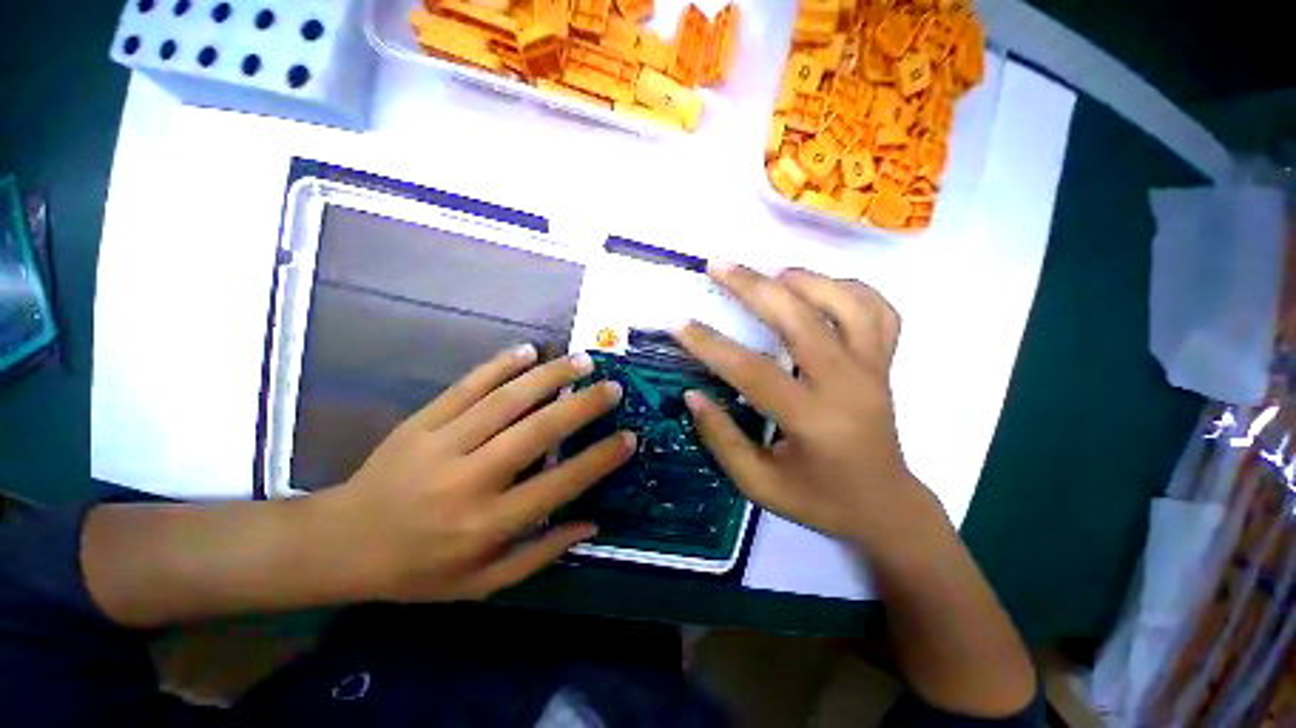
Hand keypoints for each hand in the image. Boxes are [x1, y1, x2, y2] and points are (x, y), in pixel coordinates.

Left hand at [330, 345, 634, 601]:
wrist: (340, 543)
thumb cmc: (418, 570)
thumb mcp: (482, 583)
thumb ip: (539, 554)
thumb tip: (591, 523)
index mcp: (487, 524)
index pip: (558, 485)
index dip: (599, 460)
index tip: (629, 437)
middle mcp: (470, 479)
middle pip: (537, 432)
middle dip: (582, 406)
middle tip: (612, 387)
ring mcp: (443, 443)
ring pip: (506, 400)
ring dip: (549, 376)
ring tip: (582, 360)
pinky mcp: (422, 420)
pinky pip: (468, 385)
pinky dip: (500, 364)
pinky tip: (528, 349)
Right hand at [675, 265, 943, 556]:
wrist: (885, 506)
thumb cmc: (819, 501)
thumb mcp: (760, 485)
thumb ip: (722, 440)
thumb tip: (693, 394)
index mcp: (814, 422)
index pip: (752, 371)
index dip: (709, 344)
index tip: (676, 321)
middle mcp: (848, 386)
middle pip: (801, 320)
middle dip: (752, 287)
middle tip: (718, 264)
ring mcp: (875, 370)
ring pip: (848, 303)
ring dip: (805, 279)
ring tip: (770, 273)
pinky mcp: (886, 364)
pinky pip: (879, 310)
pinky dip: (849, 288)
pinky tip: (820, 289)